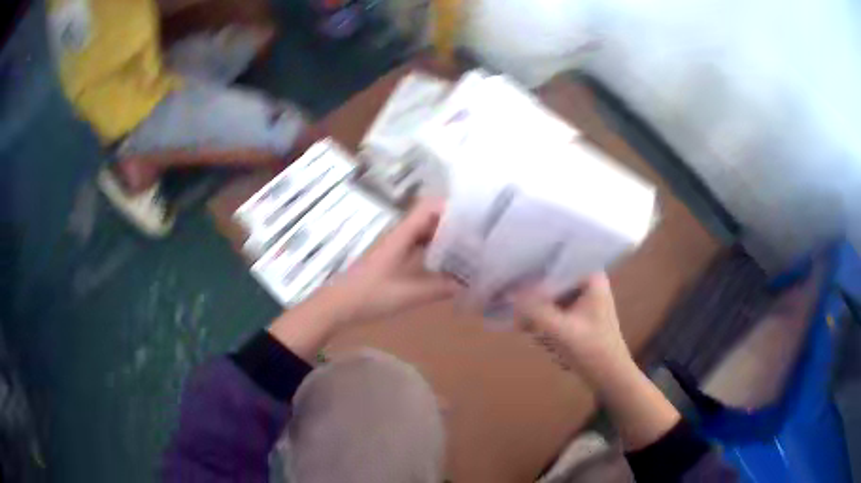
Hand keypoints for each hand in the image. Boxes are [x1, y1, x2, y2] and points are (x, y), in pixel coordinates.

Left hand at [268, 199, 460, 361]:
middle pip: (429, 218)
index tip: (475, 215)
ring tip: (470, 248)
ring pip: (424, 233)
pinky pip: (418, 247)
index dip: (451, 206)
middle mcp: (399, 236)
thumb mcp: (408, 294)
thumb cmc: (370, 295)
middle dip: (454, 223)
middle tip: (479, 234)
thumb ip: (439, 288)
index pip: (428, 207)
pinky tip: (447, 265)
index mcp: (401, 236)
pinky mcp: (392, 259)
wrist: (338, 305)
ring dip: (444, 237)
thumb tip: (468, 284)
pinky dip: (434, 251)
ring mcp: (395, 247)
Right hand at [512, 274, 681, 450]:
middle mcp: (588, 282)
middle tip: (514, 306)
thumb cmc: (592, 350)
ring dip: (536, 310)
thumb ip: (534, 310)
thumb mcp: (561, 330)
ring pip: (551, 295)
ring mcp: (584, 299)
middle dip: (533, 294)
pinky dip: (543, 319)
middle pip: (552, 278)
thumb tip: (508, 293)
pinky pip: (554, 309)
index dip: (535, 265)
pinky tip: (533, 330)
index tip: (513, 272)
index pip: (558, 260)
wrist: (609, 376)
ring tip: (523, 322)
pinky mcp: (578, 314)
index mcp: (591, 277)